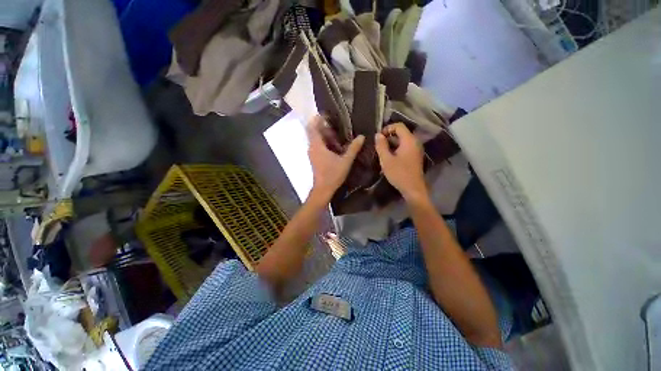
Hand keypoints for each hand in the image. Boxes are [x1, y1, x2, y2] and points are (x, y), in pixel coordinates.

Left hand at [308, 115, 364, 200]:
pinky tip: (334, 145)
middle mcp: (312, 147)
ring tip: (336, 134)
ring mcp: (312, 153)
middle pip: (314, 132)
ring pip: (315, 139)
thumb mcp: (345, 161)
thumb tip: (361, 137)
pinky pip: (317, 145)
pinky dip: (324, 142)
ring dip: (324, 135)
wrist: (323, 189)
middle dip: (323, 126)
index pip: (313, 127)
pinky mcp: (314, 158)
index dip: (318, 119)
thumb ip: (353, 148)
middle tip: (335, 124)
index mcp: (317, 146)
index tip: (326, 114)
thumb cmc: (333, 174)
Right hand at [375, 123, 428, 202]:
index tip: (378, 137)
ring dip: (391, 144)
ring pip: (402, 141)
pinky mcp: (415, 156)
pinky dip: (396, 149)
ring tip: (381, 152)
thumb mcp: (386, 159)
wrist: (413, 188)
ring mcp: (416, 149)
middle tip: (378, 145)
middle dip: (388, 137)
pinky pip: (405, 147)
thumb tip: (377, 135)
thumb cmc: (399, 173)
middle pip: (401, 133)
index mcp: (409, 140)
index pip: (399, 126)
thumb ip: (381, 145)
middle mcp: (415, 142)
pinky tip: (389, 157)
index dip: (387, 128)